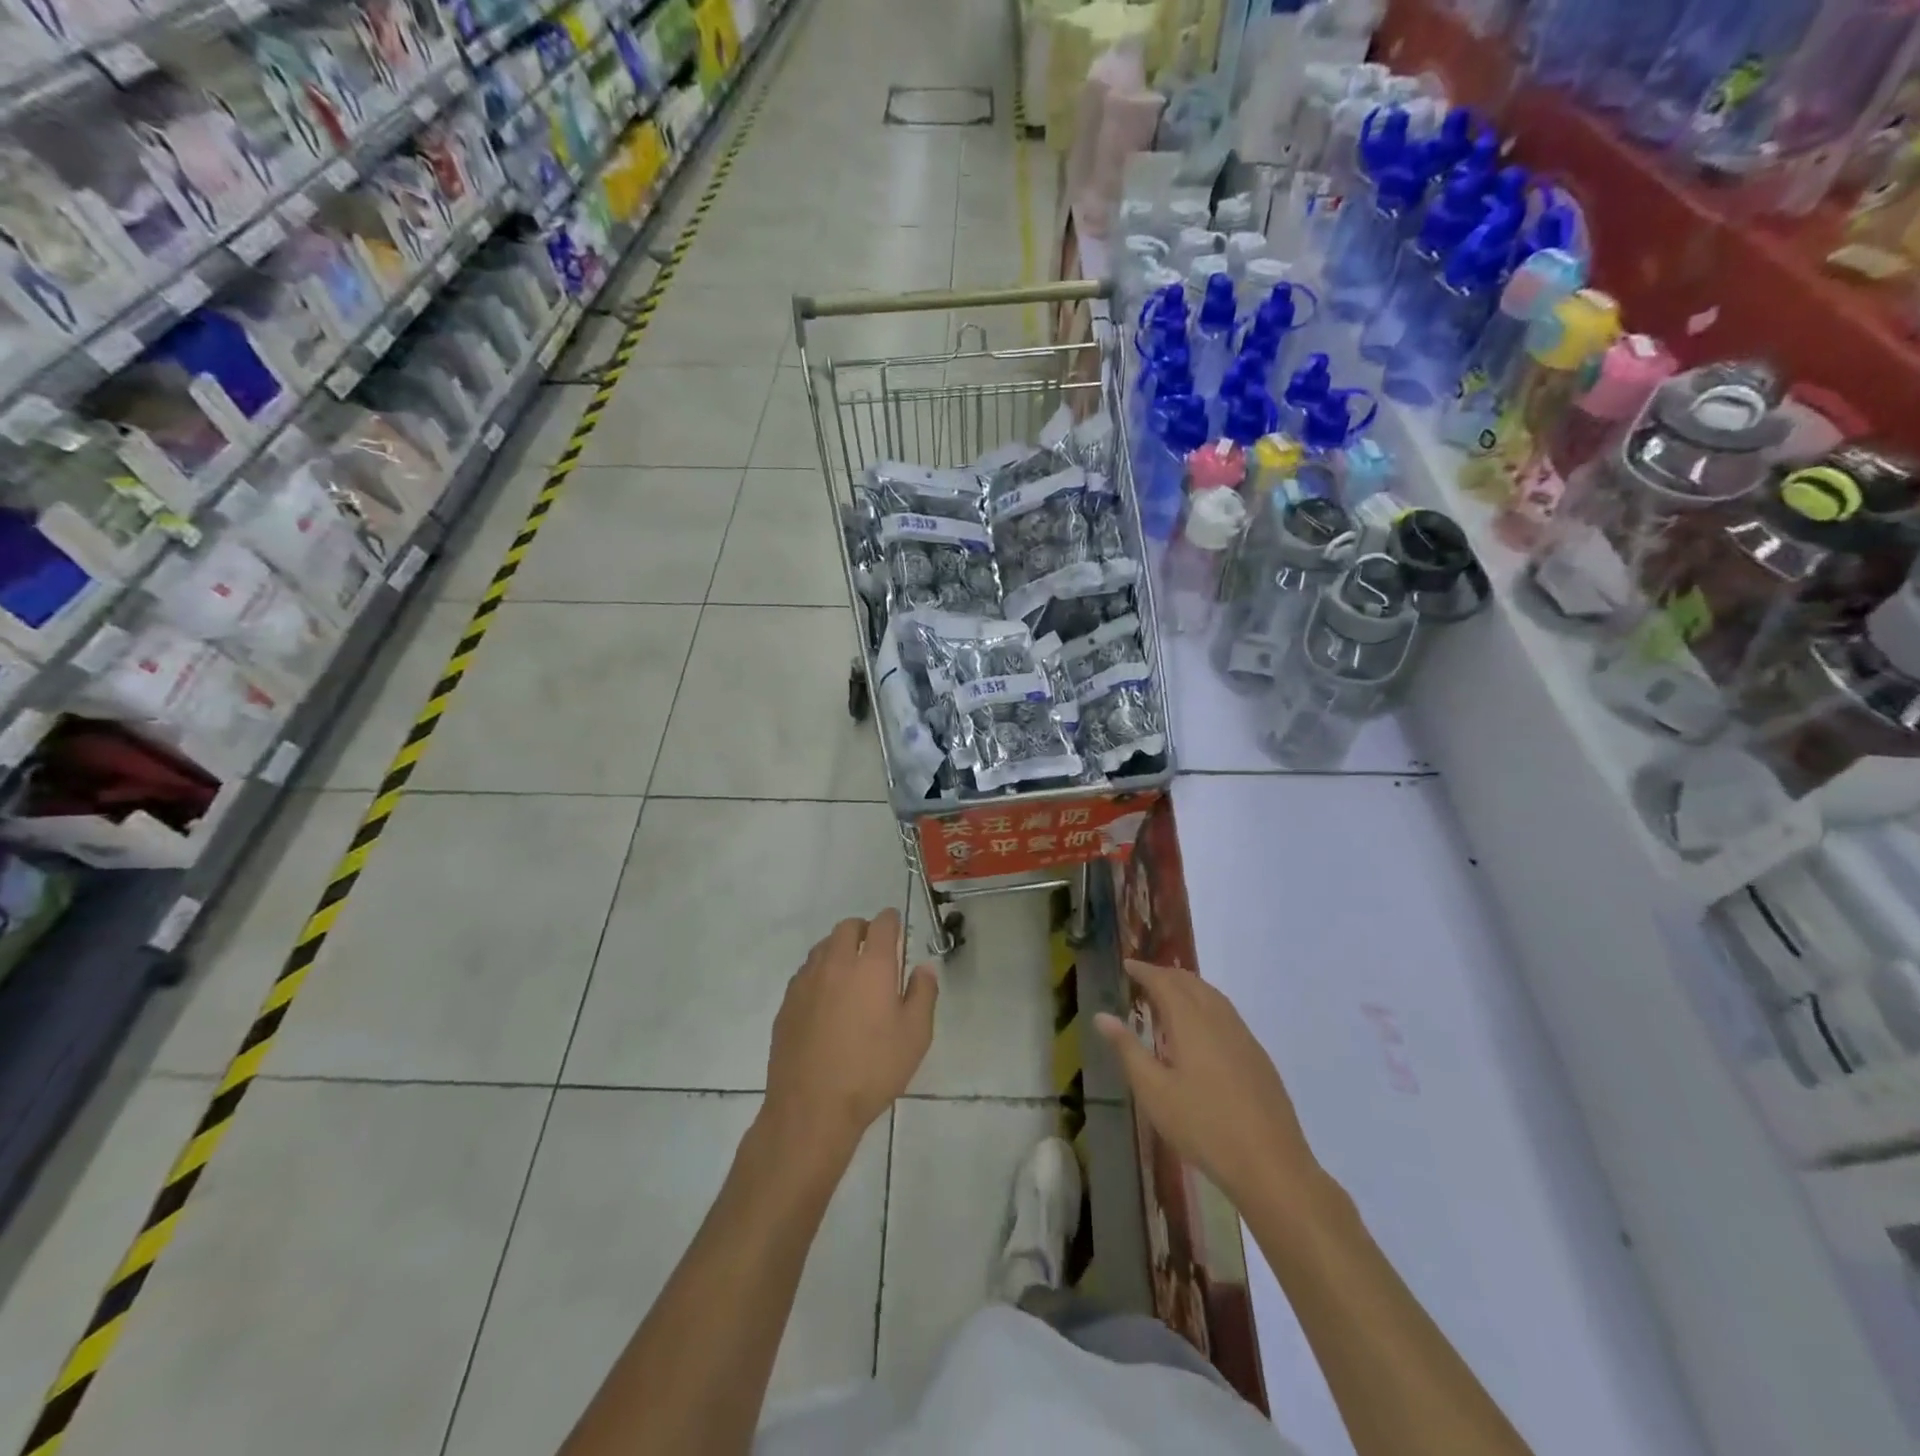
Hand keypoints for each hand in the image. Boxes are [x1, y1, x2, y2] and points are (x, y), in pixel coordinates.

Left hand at [763, 910, 937, 1161]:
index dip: (891, 920)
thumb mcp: (915, 1035)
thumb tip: (923, 968)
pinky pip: (806, 972)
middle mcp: (836, 963)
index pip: (882, 924)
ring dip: (839, 949)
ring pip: (823, 947)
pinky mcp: (787, 1003)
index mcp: (872, 966)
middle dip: (864, 930)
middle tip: (875, 949)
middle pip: (847, 928)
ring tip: (851, 973)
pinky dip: (820, 972)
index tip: (897, 928)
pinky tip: (827, 999)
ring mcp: (806, 981)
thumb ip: (923, 994)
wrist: (812, 1107)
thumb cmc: (872, 1070)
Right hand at [1095, 959, 1316, 1210]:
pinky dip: (1206, 1004)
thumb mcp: (1154, 1092)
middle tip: (1143, 979)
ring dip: (1188, 987)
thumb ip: (1127, 1049)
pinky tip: (1200, 1028)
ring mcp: (1243, 1037)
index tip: (1126, 965)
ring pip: (1213, 996)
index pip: (1164, 982)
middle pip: (1191, 982)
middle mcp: (1219, 1019)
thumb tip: (1102, 1015)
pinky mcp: (1258, 1056)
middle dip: (1166, 975)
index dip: (1144, 970)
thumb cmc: (1203, 1127)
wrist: (1271, 1165)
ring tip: (1168, 996)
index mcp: (1191, 1022)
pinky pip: (1227, 1013)